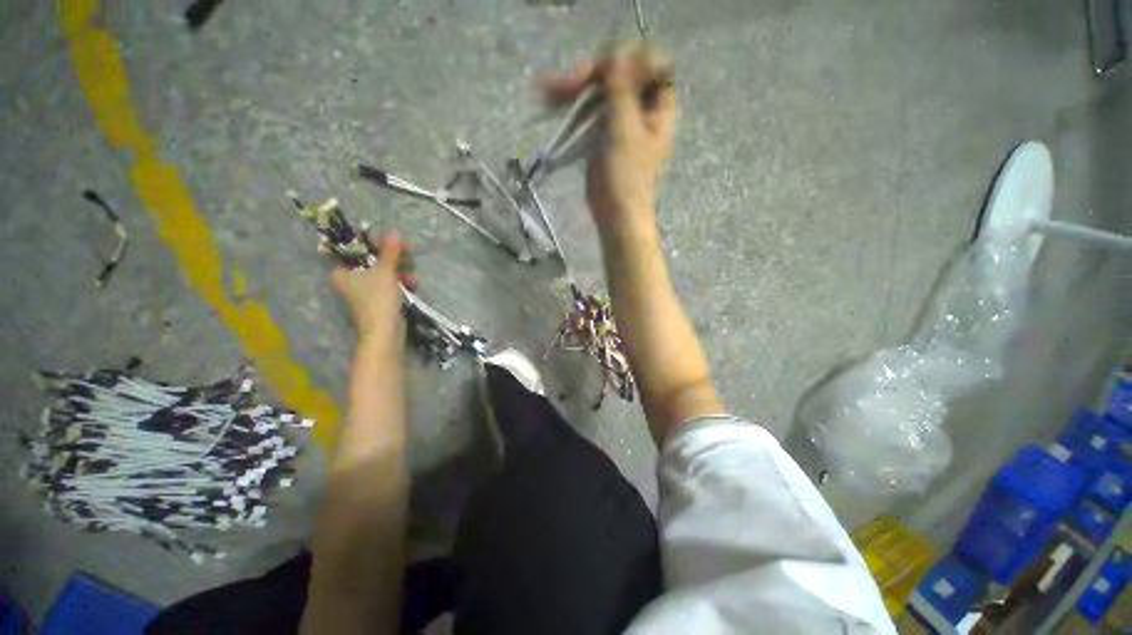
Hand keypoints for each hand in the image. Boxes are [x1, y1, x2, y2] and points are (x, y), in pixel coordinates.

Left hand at [330, 233, 416, 346]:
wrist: (385, 333)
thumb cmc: (378, 300)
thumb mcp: (385, 272)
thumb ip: (390, 252)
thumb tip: (395, 232)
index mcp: (342, 271)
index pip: (359, 249)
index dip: (379, 244)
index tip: (398, 243)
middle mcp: (351, 279)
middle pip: (375, 260)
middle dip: (396, 259)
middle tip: (410, 256)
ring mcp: (366, 290)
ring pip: (386, 272)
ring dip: (402, 272)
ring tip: (412, 279)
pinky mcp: (379, 299)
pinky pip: (391, 284)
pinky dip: (402, 283)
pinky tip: (412, 286)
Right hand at [540, 44, 676, 235]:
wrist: (616, 214)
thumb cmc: (627, 178)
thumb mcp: (625, 131)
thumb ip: (621, 91)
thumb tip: (615, 54)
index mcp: (658, 108)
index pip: (649, 65)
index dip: (627, 61)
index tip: (604, 71)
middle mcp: (642, 109)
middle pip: (619, 76)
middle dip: (591, 76)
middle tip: (567, 84)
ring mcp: (620, 120)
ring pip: (599, 92)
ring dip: (574, 88)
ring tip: (546, 89)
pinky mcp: (602, 133)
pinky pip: (588, 110)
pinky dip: (570, 105)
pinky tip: (550, 99)